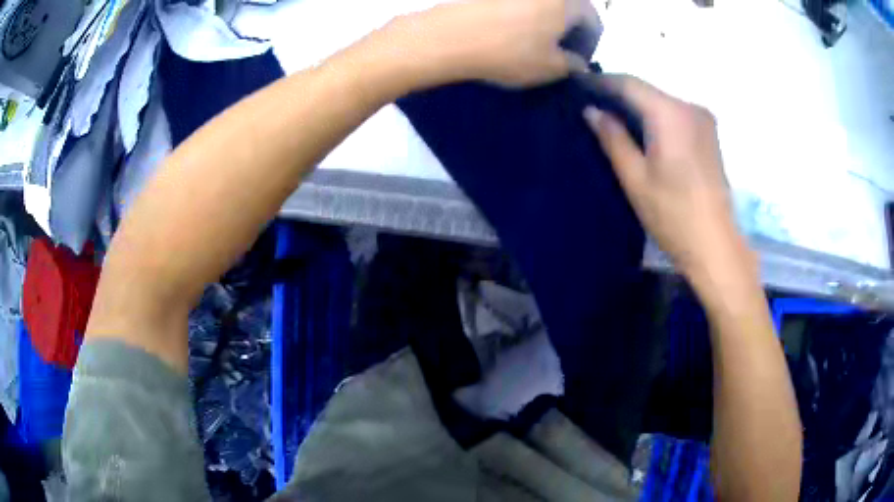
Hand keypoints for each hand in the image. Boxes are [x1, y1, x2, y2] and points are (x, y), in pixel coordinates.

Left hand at [392, 0, 598, 87]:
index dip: (590, 44)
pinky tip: (509, 31)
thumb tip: (577, 62)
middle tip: (556, 52)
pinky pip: (518, 3)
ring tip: (531, 43)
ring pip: (543, 4)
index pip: (593, 20)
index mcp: (567, 1)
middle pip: (569, 8)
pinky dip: (522, 15)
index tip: (577, 62)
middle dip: (568, 30)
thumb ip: (573, 66)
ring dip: (545, 21)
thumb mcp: (550, 68)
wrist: (447, 36)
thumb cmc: (508, 52)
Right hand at [583, 75, 752, 283]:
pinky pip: (675, 113)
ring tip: (612, 116)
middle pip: (647, 90)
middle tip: (591, 103)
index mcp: (670, 114)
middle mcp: (690, 107)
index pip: (629, 83)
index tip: (578, 84)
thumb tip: (592, 111)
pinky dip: (655, 117)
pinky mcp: (710, 133)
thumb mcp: (635, 178)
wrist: (715, 245)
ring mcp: (703, 119)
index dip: (602, 81)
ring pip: (662, 101)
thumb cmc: (672, 215)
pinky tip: (642, 130)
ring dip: (638, 106)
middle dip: (619, 93)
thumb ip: (613, 139)